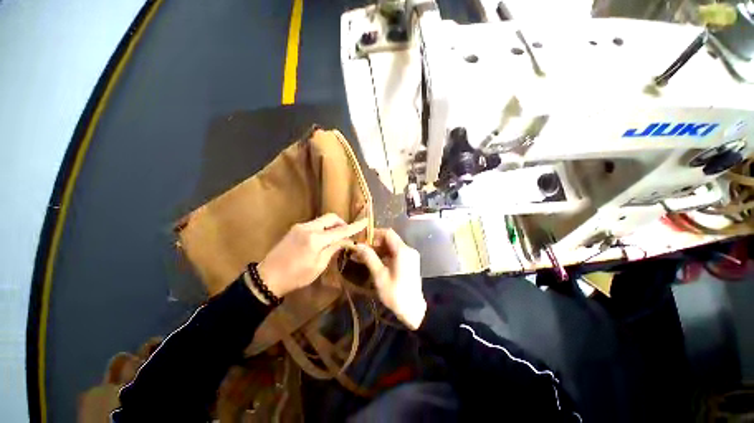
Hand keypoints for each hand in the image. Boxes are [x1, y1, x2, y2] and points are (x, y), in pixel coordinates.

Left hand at [256, 214, 367, 297]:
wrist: (267, 277)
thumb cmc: (296, 276)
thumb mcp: (319, 265)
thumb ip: (333, 249)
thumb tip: (346, 240)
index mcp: (315, 239)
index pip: (340, 230)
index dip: (354, 226)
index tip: (365, 221)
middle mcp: (308, 228)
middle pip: (331, 218)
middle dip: (342, 223)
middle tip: (347, 234)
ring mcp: (300, 226)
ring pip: (323, 220)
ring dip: (332, 226)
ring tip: (336, 238)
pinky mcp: (295, 228)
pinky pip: (315, 224)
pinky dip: (323, 228)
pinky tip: (324, 239)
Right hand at [354, 229, 425, 329]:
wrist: (413, 311)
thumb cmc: (395, 293)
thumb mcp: (379, 275)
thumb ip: (369, 257)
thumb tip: (357, 245)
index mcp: (403, 250)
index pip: (387, 233)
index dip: (374, 233)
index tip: (362, 239)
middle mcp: (408, 250)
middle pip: (390, 239)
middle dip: (374, 242)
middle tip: (360, 249)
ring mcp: (410, 256)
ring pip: (392, 247)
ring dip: (378, 249)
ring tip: (363, 256)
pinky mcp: (410, 262)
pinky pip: (396, 254)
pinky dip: (385, 255)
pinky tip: (374, 262)